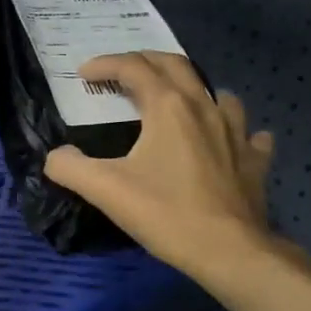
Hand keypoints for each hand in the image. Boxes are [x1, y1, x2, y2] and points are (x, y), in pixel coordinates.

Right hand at [44, 52, 298, 280]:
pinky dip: (235, 129)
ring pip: (217, 94)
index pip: (134, 68)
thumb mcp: (105, 190)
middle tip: (123, 72)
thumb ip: (70, 167)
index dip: (106, 65)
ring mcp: (236, 133)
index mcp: (168, 108)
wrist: (228, 250)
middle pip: (176, 66)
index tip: (85, 74)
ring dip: (193, 89)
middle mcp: (205, 108)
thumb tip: (56, 156)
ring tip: (178, 101)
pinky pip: (248, 133)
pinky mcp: (254, 160)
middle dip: (145, 61)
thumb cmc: (166, 214)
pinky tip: (228, 140)